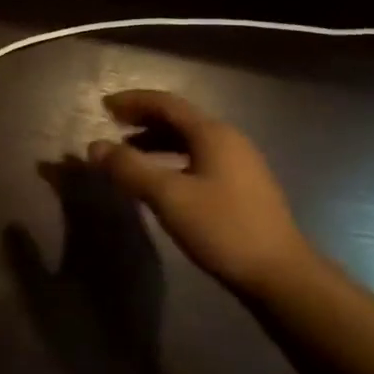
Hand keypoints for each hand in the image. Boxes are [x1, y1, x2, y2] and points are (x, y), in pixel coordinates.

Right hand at [87, 90, 312, 296]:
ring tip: (130, 155)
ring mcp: (239, 164)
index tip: (103, 106)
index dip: (133, 101)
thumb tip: (95, 147)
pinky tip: (162, 181)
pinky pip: (199, 159)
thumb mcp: (169, 197)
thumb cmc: (222, 228)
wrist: (279, 272)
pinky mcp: (242, 187)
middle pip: (180, 119)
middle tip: (113, 126)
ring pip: (190, 141)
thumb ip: (130, 169)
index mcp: (213, 134)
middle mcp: (229, 140)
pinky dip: (173, 160)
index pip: (167, 104)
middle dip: (144, 120)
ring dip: (158, 142)